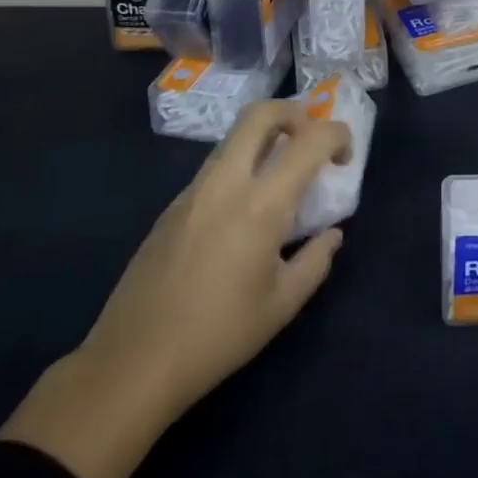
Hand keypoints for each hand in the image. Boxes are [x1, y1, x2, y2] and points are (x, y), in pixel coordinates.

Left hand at [0, 99, 351, 477]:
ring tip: (280, 176)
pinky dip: (241, 167)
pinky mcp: (172, 206)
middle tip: (310, 140)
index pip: (310, 140)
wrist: (132, 363)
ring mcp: (194, 190)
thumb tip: (332, 234)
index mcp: (261, 204)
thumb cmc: (217, 336)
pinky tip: (243, 213)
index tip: (344, 159)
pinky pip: (215, 166)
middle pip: (261, 113)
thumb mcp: (281, 306)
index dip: (337, 136)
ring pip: (235, 137)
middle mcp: (227, 182)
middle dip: (294, 113)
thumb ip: (316, 262)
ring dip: (265, 138)